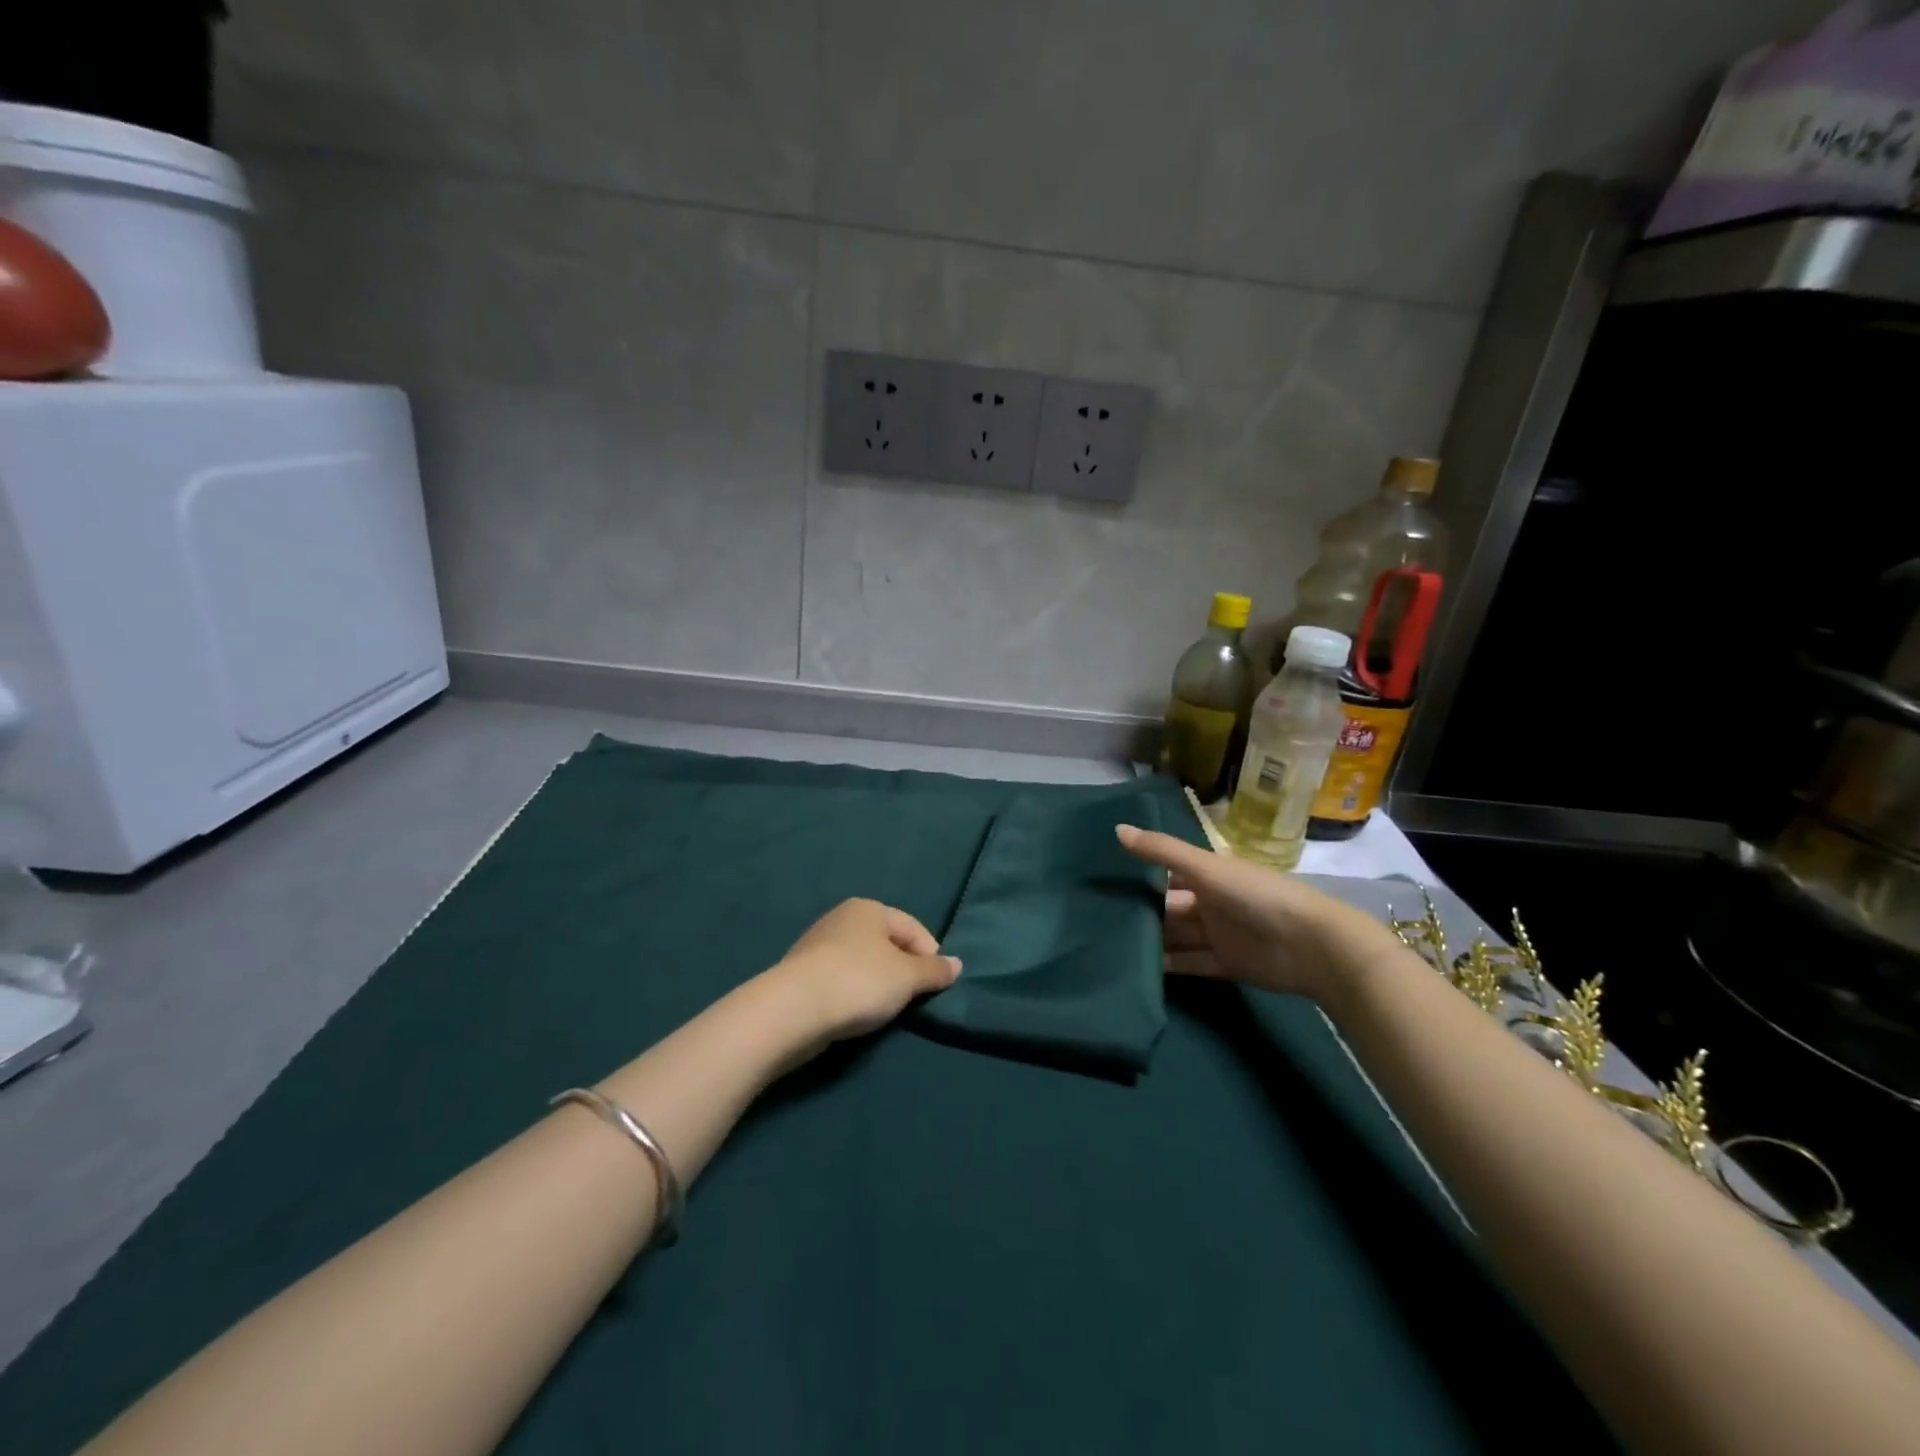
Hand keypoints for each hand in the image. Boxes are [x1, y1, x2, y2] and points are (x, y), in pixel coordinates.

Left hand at [768, 898, 961, 1043]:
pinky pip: (841, 979)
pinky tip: (855, 1013)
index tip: (936, 985)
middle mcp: (842, 918)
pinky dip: (853, 993)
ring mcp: (817, 944)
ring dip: (877, 983)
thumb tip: (957, 964)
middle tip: (912, 999)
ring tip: (885, 1010)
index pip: (913, 928)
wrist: (792, 1009)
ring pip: (862, 962)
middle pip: (886, 943)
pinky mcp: (801, 973)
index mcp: (869, 908)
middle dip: (903, 969)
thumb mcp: (907, 978)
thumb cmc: (859, 981)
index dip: (930, 956)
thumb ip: (934, 971)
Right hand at [1115, 824, 1398, 1001]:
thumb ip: (1161, 851)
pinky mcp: (1227, 965)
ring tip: (1113, 946)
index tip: (1105, 880)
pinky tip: (1142, 969)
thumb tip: (1116, 829)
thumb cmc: (1257, 895)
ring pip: (1178, 936)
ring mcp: (1220, 934)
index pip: (1168, 872)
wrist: (1313, 946)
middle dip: (1143, 911)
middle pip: (1171, 907)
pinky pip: (1192, 963)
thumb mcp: (1206, 867)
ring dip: (1153, 940)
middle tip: (1100, 918)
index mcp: (1209, 874)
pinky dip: (1171, 966)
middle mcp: (1212, 902)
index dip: (1141, 874)